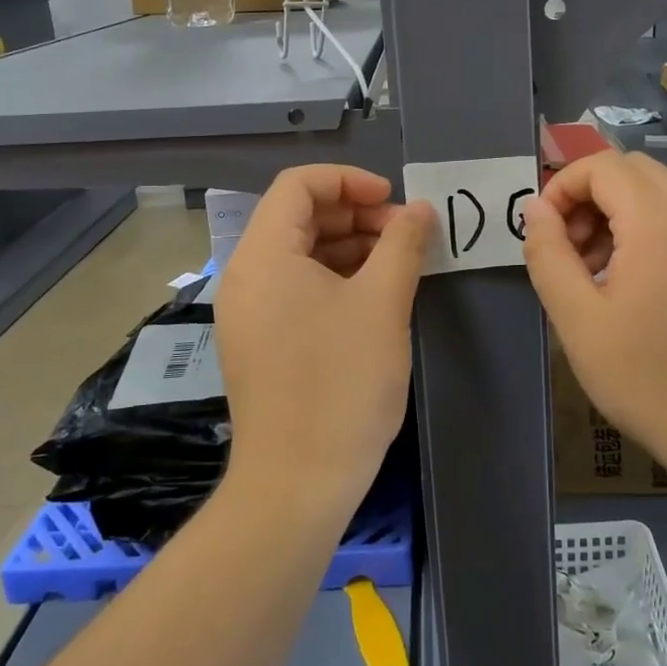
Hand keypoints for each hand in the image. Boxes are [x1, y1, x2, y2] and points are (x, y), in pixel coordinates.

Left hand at [215, 165, 432, 511]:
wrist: (296, 485)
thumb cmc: (341, 384)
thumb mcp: (382, 304)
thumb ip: (403, 244)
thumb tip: (420, 209)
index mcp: (264, 255)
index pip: (298, 184)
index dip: (350, 180)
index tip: (394, 201)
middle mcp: (245, 275)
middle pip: (298, 216)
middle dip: (355, 214)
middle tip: (405, 234)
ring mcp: (248, 311)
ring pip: (299, 253)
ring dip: (349, 246)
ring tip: (397, 262)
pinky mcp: (258, 341)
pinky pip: (295, 287)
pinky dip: (334, 278)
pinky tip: (373, 295)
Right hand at [521, 152, 666, 481]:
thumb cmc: (648, 378)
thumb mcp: (577, 320)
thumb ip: (548, 255)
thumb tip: (535, 209)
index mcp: (658, 223)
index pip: (602, 165)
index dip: (562, 186)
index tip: (543, 231)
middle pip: (631, 170)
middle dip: (588, 195)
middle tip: (567, 247)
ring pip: (655, 193)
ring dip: (614, 213)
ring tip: (592, 271)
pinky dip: (642, 230)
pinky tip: (629, 284)